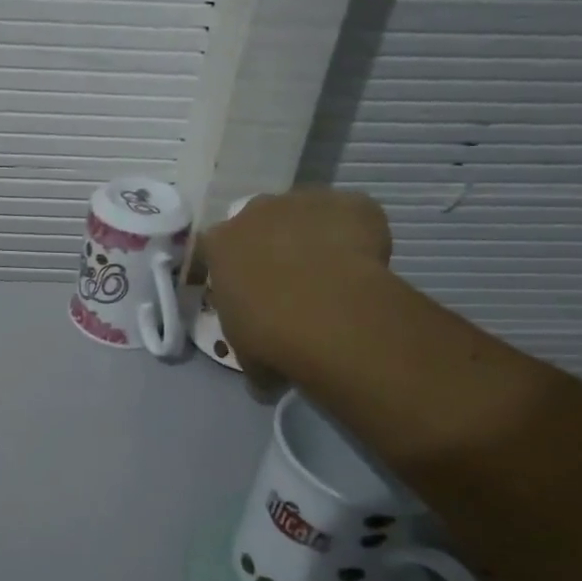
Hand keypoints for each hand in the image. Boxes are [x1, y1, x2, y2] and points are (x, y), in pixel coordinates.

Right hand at [200, 189, 391, 389]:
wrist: (327, 313)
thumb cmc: (268, 335)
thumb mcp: (245, 353)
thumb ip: (250, 355)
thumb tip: (264, 378)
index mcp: (219, 244)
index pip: (215, 248)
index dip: (232, 268)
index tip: (246, 292)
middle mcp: (255, 211)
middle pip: (261, 222)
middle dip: (272, 244)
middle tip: (291, 281)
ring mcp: (304, 202)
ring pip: (306, 214)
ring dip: (314, 235)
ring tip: (332, 274)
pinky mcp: (350, 203)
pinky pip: (352, 215)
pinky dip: (358, 234)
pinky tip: (366, 265)